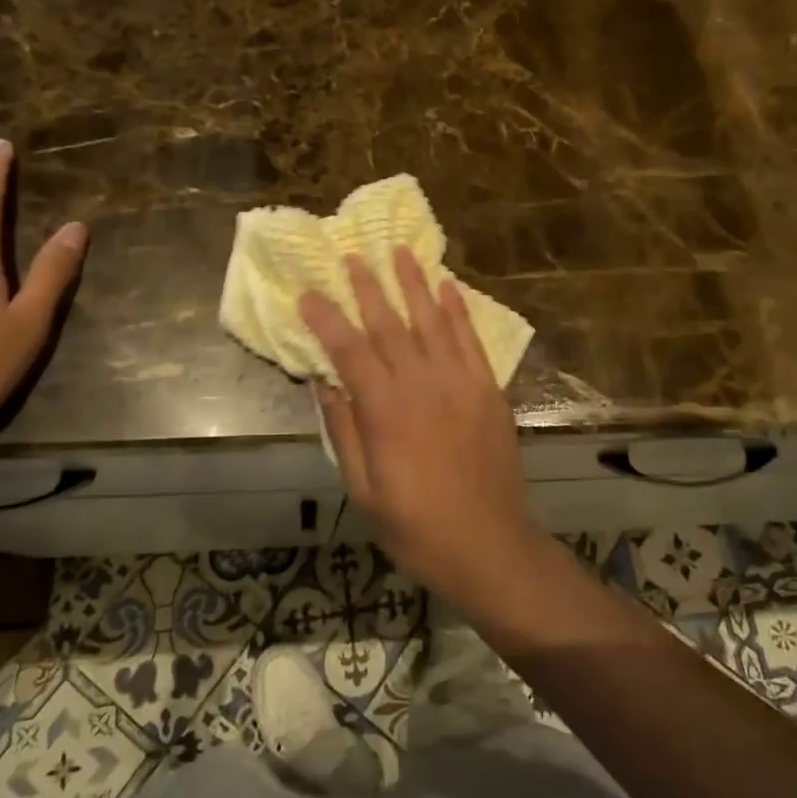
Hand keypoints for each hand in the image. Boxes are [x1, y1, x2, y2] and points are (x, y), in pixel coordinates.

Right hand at [299, 248, 543, 609]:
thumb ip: (345, 431)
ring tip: (399, 252)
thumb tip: (324, 383)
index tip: (308, 293)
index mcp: (385, 410)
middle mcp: (422, 383)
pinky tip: (449, 287)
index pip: (348, 349)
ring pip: (432, 320)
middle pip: (389, 323)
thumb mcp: (364, 489)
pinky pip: (471, 339)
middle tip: (353, 254)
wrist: (489, 545)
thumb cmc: (416, 526)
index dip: (325, 318)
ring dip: (414, 283)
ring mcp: (460, 382)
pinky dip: (459, 310)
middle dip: (368, 286)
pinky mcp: (488, 388)